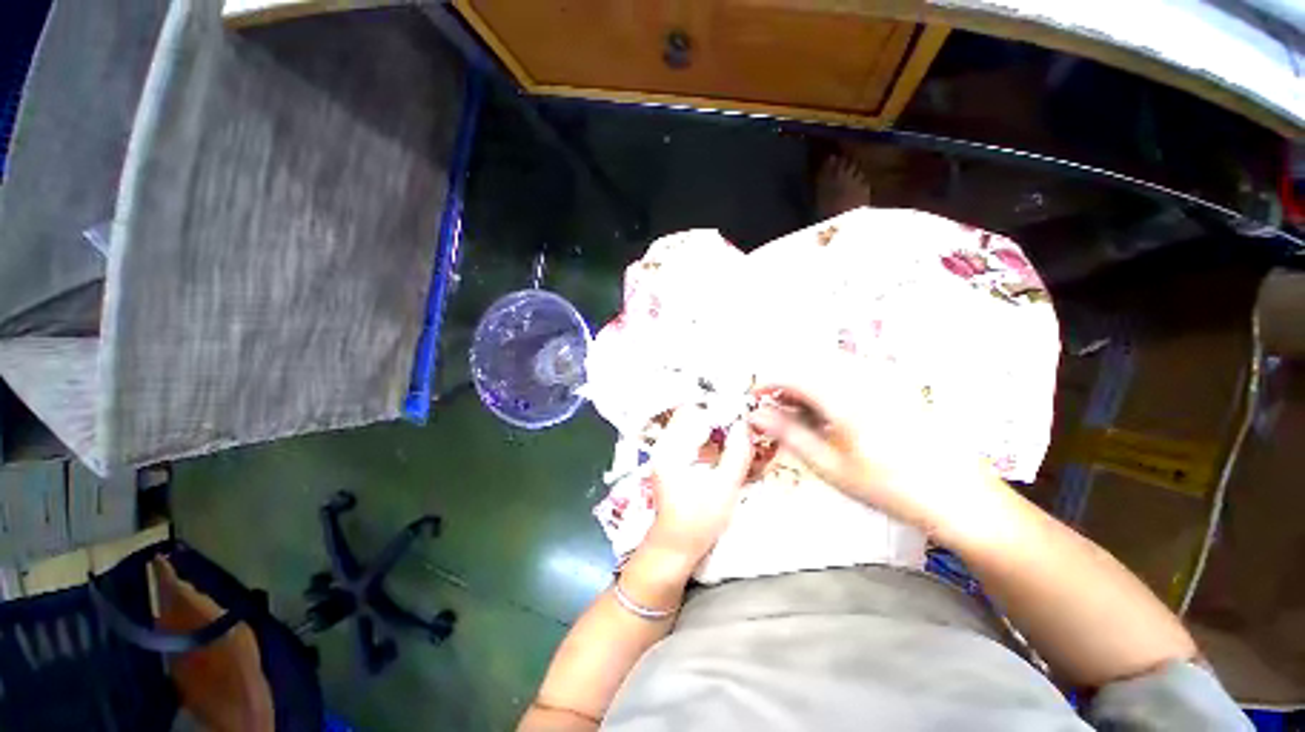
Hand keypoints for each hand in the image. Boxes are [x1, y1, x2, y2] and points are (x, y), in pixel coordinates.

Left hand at [643, 405, 754, 567]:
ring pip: (689, 424)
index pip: (691, 411)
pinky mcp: (669, 459)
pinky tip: (721, 446)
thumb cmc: (698, 521)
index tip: (739, 411)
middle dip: (715, 414)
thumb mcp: (724, 488)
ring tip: (734, 432)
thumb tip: (745, 424)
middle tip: (739, 421)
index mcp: (672, 449)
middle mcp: (664, 445)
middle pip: (689, 414)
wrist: (674, 547)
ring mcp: (664, 452)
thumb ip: (737, 454)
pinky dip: (705, 436)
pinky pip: (688, 436)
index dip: (716, 407)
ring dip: (711, 424)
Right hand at [748, 357, 991, 534]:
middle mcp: (863, 377)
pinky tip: (831, 413)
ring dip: (806, 385)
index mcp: (845, 396)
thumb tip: (757, 415)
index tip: (754, 397)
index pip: (792, 374)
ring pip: (828, 367)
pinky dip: (828, 387)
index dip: (766, 382)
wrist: (960, 496)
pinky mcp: (895, 383)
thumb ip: (789, 434)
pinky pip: (849, 373)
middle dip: (785, 384)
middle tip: (776, 410)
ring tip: (801, 415)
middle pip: (808, 366)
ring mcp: (883, 377)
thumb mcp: (830, 465)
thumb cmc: (891, 487)